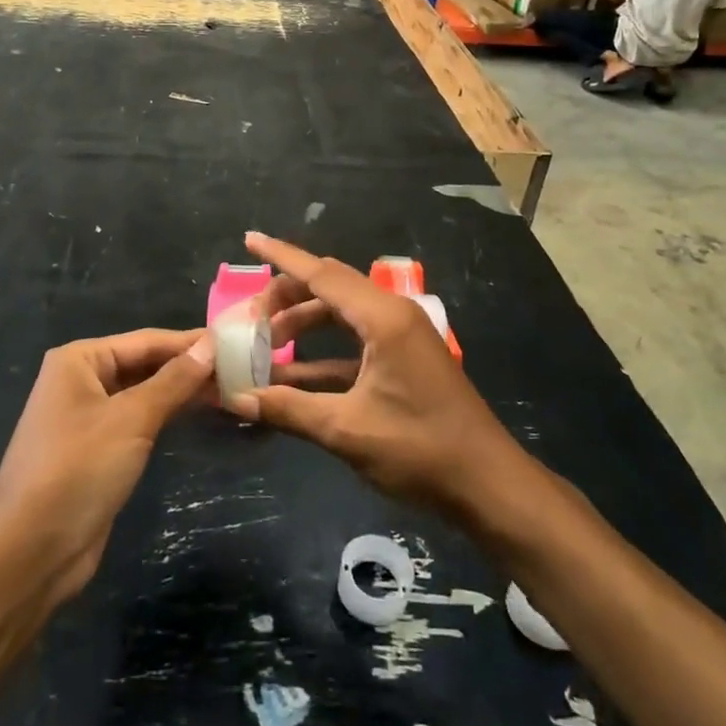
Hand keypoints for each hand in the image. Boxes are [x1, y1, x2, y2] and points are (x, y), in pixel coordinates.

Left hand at [0, 328, 211, 605]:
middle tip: (240, 367)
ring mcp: (86, 417)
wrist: (30, 554)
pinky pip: (138, 421)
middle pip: (144, 364)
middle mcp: (80, 381)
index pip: (146, 340)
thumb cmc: (78, 471)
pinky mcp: (96, 451)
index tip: (236, 341)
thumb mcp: (131, 420)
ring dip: (181, 392)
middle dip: (188, 366)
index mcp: (79, 361)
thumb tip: (211, 345)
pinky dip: (167, 416)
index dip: (190, 342)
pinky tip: (198, 414)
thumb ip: (173, 381)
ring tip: (229, 388)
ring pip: (143, 393)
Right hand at [228, 233, 526, 518]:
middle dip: (286, 297)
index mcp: (383, 318)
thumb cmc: (420, 450)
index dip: (281, 256)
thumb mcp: (347, 431)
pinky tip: (292, 377)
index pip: (322, 274)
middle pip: (330, 288)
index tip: (249, 239)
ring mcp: (401, 337)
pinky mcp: (404, 360)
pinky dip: (323, 354)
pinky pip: (354, 342)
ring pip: (341, 314)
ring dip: (303, 326)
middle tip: (249, 320)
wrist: (488, 485)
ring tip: (264, 347)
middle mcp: (392, 315)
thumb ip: (289, 410)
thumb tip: (237, 400)